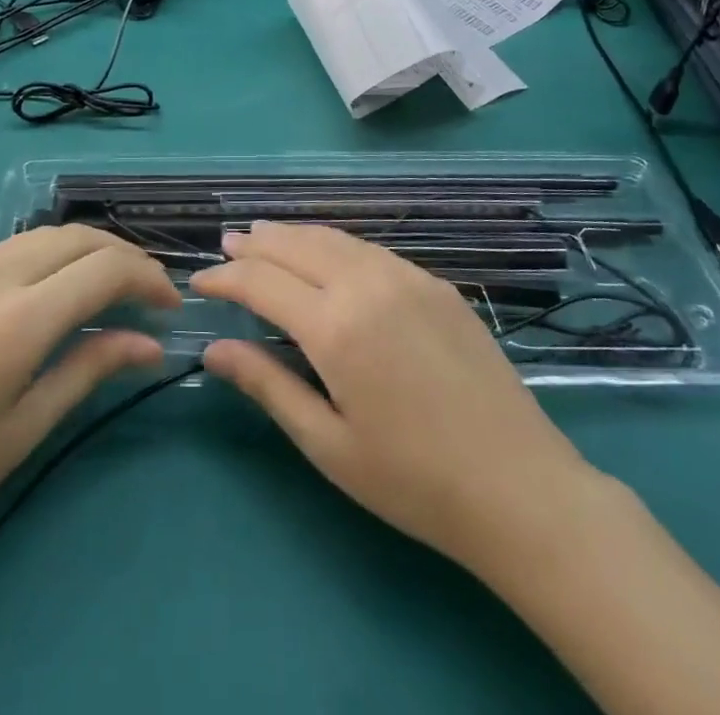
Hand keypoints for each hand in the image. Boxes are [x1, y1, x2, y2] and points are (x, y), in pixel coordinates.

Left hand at [0, 226, 179, 594]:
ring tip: (110, 289)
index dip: (148, 279)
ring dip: (87, 251)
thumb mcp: (23, 430)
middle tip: (149, 293)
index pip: (104, 269)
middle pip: (77, 237)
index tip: (170, 307)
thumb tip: (149, 344)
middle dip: (124, 256)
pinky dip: (50, 257)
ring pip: (44, 235)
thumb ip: (89, 370)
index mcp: (16, 319)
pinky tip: (55, 292)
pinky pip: (11, 249)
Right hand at [190, 223, 591, 573]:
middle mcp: (367, 284)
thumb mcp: (328, 444)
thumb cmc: (413, 480)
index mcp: (335, 326)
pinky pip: (371, 250)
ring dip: (294, 235)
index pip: (262, 281)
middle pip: (297, 246)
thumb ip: (268, 386)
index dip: (226, 277)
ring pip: (335, 239)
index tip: (200, 281)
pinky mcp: (436, 284)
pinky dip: (336, 244)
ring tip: (266, 236)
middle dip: (256, 244)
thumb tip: (214, 349)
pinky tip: (328, 254)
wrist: (518, 485)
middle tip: (227, 243)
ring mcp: (407, 277)